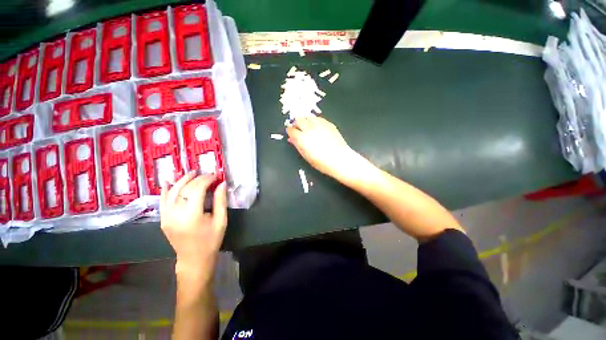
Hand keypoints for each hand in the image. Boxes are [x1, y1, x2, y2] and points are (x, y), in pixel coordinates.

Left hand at [160, 171, 227, 279]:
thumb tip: (222, 183)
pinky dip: (166, 190)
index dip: (207, 179)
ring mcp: (166, 217)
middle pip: (184, 189)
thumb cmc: (211, 240)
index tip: (216, 175)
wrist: (193, 259)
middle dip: (197, 178)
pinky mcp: (163, 220)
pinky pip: (162, 201)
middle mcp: (176, 214)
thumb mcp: (221, 221)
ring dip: (182, 180)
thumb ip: (221, 201)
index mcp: (192, 215)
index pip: (197, 189)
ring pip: (172, 192)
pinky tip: (169, 181)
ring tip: (192, 173)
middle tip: (207, 174)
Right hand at [286, 116, 357, 176]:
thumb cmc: (323, 162)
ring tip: (307, 127)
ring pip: (308, 116)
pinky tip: (317, 127)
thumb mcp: (306, 156)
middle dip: (297, 124)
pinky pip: (318, 118)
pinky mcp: (328, 124)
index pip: (291, 130)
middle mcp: (309, 129)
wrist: (339, 160)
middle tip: (298, 129)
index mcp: (302, 139)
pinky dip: (315, 121)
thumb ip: (297, 146)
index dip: (290, 131)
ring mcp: (319, 125)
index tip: (291, 132)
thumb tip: (292, 139)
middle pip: (298, 120)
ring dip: (305, 120)